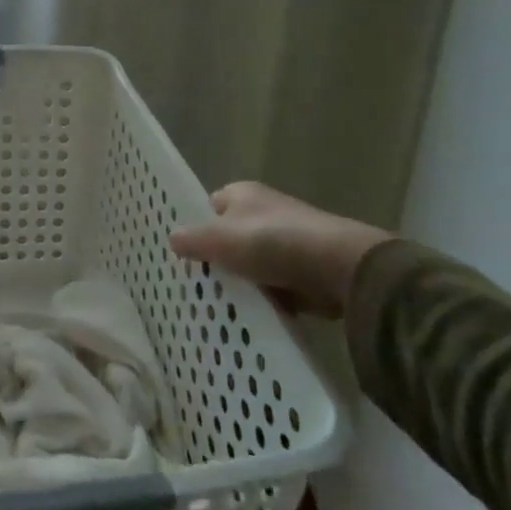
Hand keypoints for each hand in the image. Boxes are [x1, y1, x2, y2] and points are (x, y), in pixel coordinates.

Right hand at [168, 181, 389, 317]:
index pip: (210, 206)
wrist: (338, 268)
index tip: (185, 254)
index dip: (197, 227)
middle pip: (231, 237)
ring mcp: (288, 241)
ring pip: (254, 265)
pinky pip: (277, 286)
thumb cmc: (270, 242)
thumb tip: (172, 239)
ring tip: (221, 306)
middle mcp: (265, 211)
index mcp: (242, 194)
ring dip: (244, 284)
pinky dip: (269, 300)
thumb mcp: (219, 239)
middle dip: (219, 260)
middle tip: (199, 284)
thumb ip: (192, 240)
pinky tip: (254, 316)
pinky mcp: (307, 270)